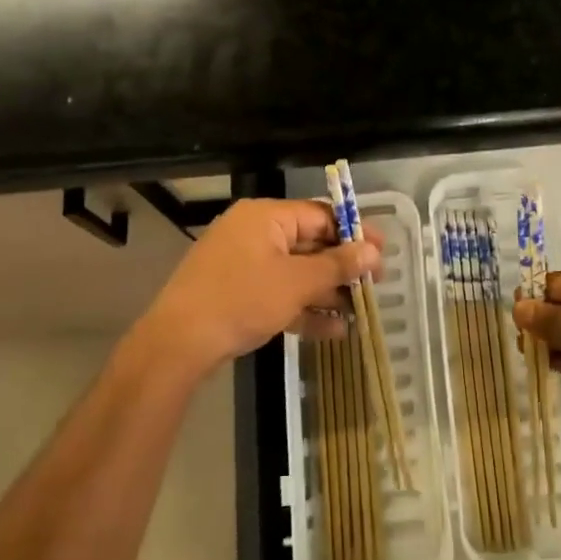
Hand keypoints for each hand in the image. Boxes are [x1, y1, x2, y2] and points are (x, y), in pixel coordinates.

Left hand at [138, 198, 380, 375]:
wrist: (178, 344)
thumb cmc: (241, 299)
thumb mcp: (296, 282)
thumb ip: (337, 265)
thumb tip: (373, 251)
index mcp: (266, 217)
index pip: (320, 215)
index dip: (354, 233)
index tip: (382, 253)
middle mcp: (254, 233)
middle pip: (309, 244)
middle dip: (342, 267)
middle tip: (374, 285)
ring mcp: (242, 265)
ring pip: (295, 272)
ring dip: (327, 292)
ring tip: (360, 312)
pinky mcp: (236, 294)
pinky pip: (278, 293)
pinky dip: (303, 308)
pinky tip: (333, 330)